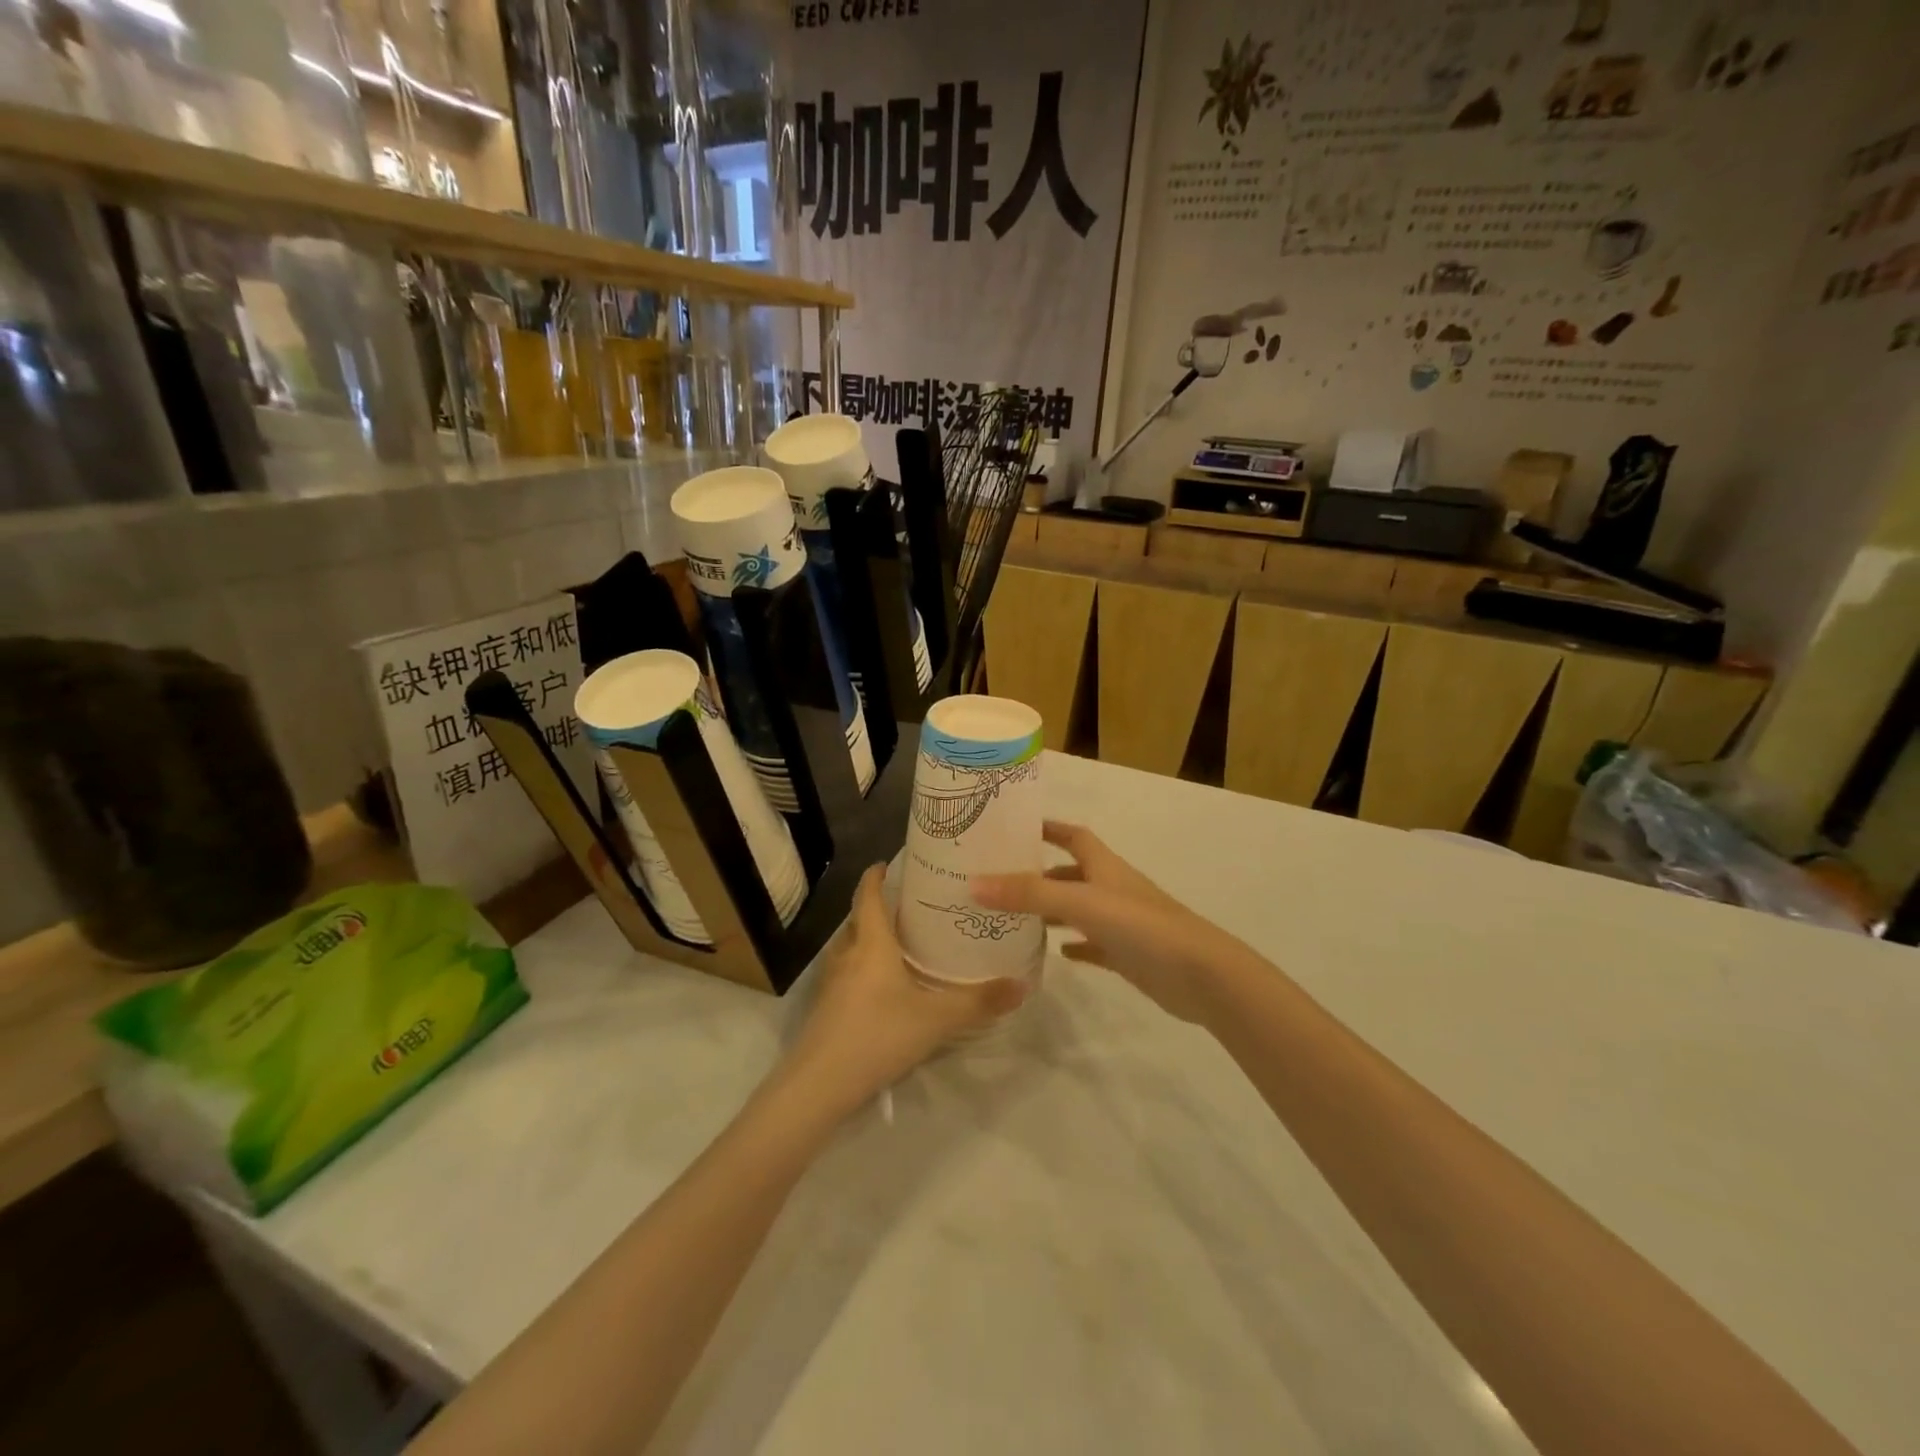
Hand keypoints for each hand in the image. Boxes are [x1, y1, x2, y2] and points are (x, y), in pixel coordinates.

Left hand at [783, 865, 1027, 1117]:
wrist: (819, 1085)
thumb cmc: (878, 1035)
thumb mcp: (936, 1019)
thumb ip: (979, 1002)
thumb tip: (1022, 985)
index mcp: (871, 943)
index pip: (868, 895)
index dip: (876, 876)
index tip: (887, 862)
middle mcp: (847, 954)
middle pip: (859, 920)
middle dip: (879, 908)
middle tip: (911, 906)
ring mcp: (831, 983)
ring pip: (851, 948)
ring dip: (870, 939)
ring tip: (901, 943)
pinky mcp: (826, 1008)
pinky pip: (847, 974)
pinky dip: (863, 968)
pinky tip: (884, 987)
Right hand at [974, 822, 1237, 1023]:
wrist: (1202, 975)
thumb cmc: (1142, 926)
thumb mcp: (1081, 903)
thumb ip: (1029, 894)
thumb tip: (974, 884)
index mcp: (1105, 867)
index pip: (1073, 835)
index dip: (1048, 828)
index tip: (1016, 827)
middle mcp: (1113, 888)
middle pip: (1073, 872)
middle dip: (1041, 873)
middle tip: (1001, 881)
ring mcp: (1124, 923)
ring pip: (1082, 909)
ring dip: (1054, 909)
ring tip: (1017, 917)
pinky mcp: (1130, 955)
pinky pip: (1096, 944)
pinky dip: (1077, 944)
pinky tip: (1058, 953)